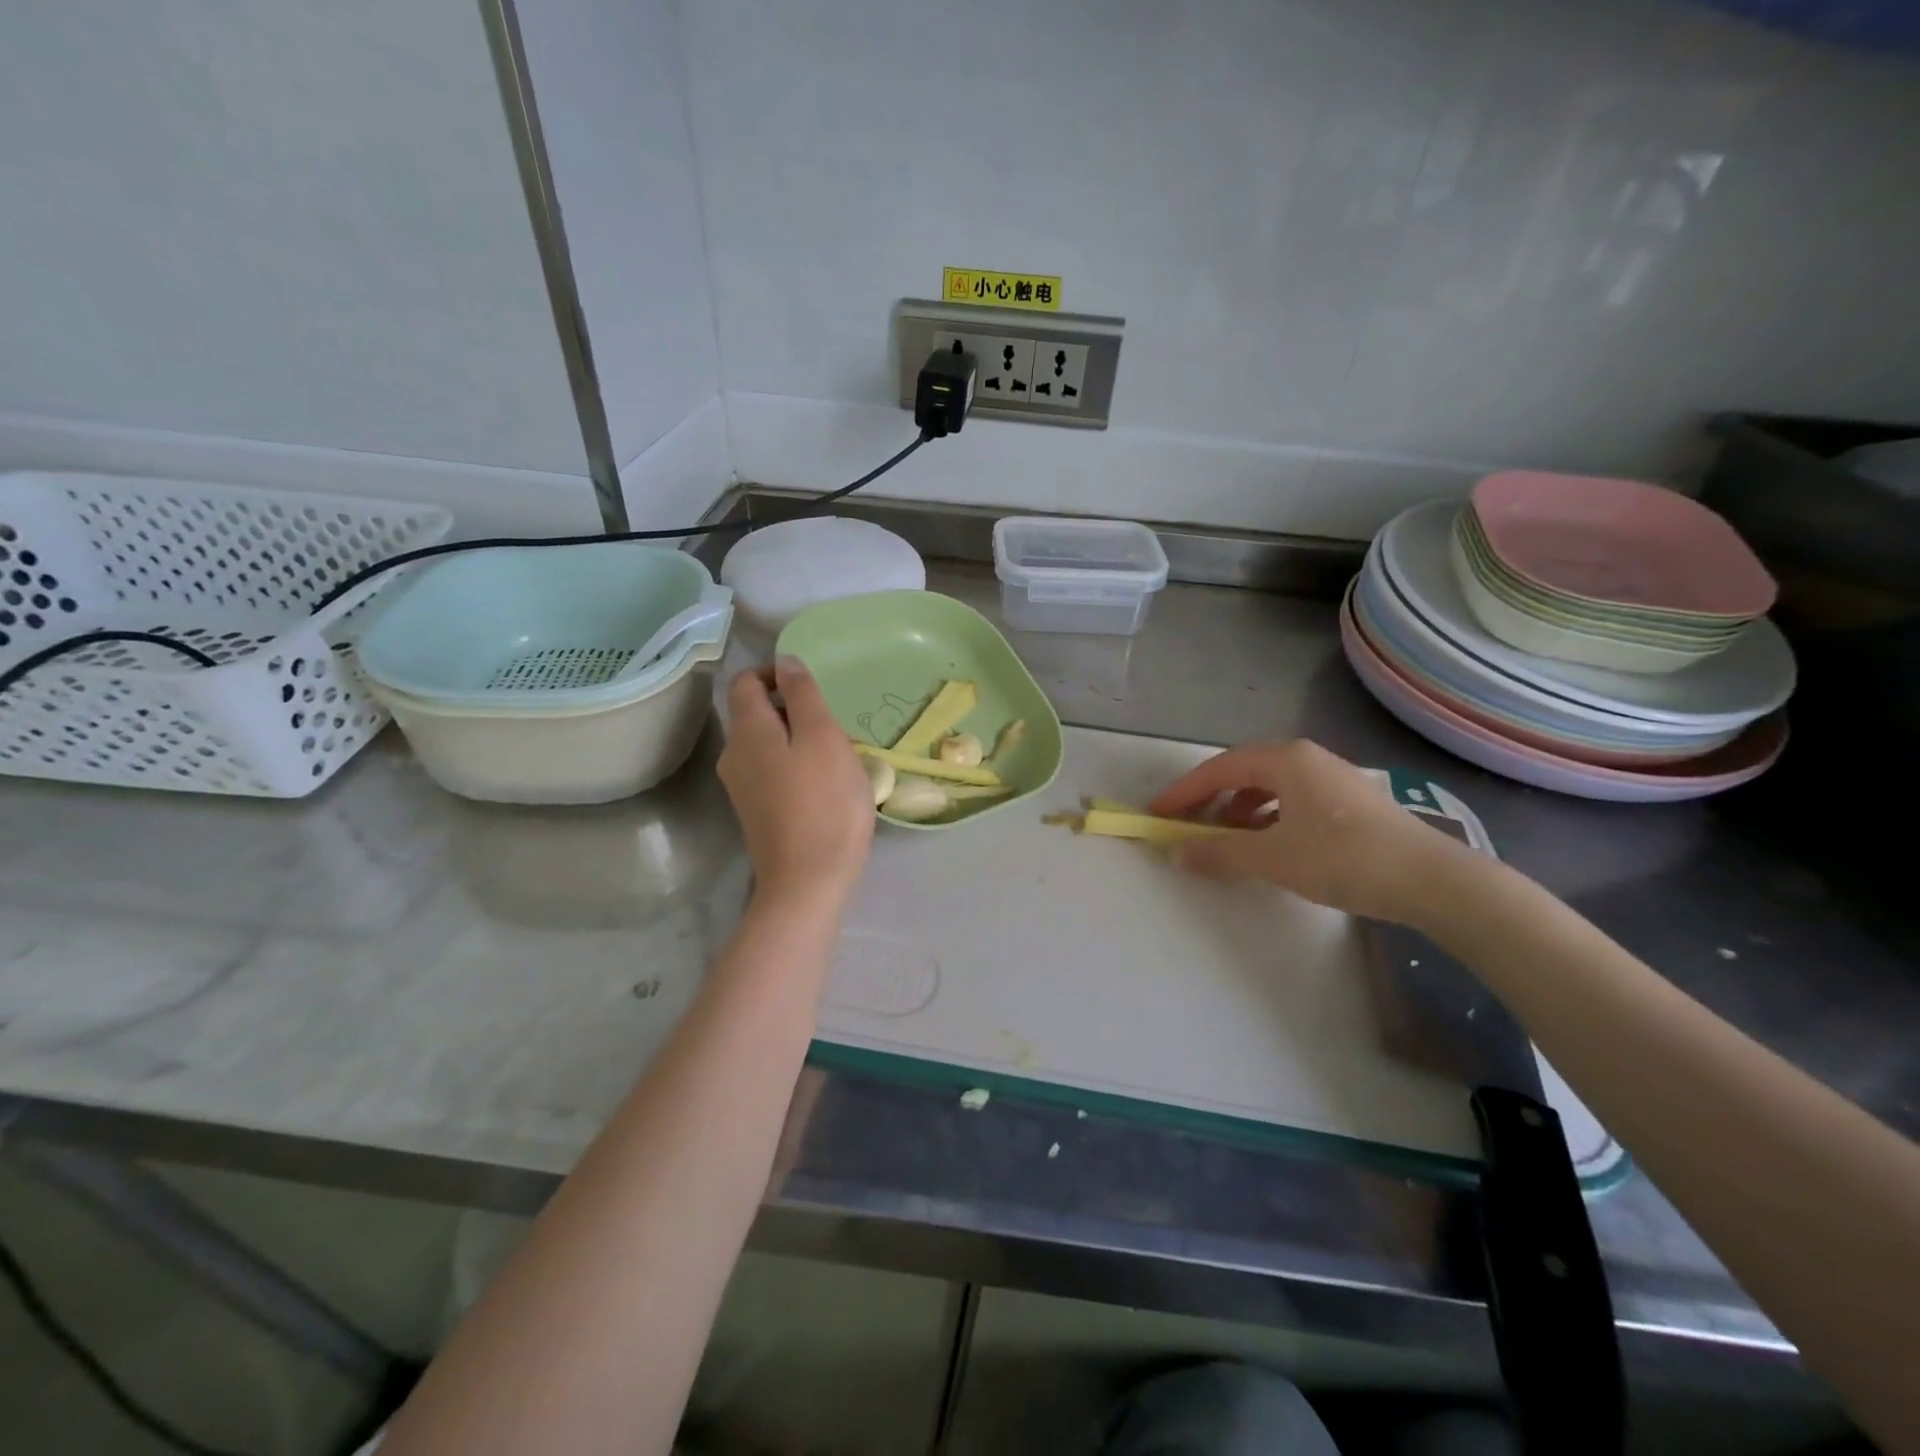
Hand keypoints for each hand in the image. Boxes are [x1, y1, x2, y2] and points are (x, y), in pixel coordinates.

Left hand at [718, 658, 874, 905]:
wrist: (807, 881)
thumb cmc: (824, 803)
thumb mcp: (823, 737)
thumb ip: (803, 694)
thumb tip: (785, 661)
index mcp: (747, 730)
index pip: (745, 681)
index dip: (774, 673)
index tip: (811, 687)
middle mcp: (734, 754)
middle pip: (753, 713)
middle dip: (791, 708)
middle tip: (831, 724)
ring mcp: (741, 787)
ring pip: (764, 743)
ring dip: (795, 738)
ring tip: (832, 754)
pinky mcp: (754, 812)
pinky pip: (770, 771)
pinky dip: (792, 764)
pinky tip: (821, 784)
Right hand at [1149, 739, 1471, 923]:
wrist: (1433, 881)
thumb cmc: (1344, 858)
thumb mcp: (1272, 857)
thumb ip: (1218, 852)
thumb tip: (1175, 852)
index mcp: (1285, 760)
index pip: (1218, 769)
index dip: (1183, 791)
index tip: (1157, 813)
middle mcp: (1307, 759)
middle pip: (1242, 772)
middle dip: (1209, 798)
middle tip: (1186, 824)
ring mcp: (1332, 779)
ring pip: (1268, 787)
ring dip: (1238, 810)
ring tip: (1225, 838)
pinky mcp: (1349, 803)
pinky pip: (1291, 801)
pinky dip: (1267, 818)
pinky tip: (1269, 844)